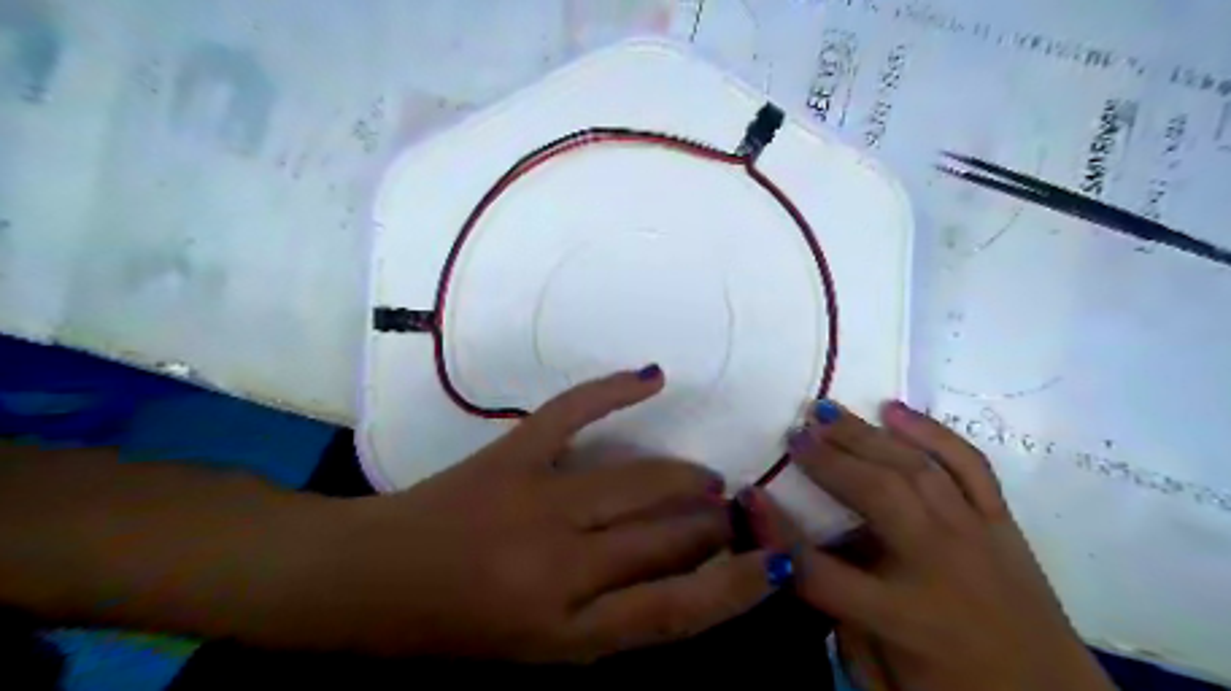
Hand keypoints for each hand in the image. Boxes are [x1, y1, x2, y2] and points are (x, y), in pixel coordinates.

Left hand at [295, 367, 786, 663]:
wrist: (369, 579)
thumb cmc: (453, 629)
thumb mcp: (538, 652)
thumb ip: (611, 617)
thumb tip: (679, 573)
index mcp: (565, 630)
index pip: (675, 609)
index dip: (735, 586)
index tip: (771, 563)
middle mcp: (560, 565)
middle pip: (666, 538)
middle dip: (712, 525)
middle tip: (730, 514)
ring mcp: (536, 500)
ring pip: (638, 482)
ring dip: (684, 478)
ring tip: (706, 480)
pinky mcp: (512, 453)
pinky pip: (574, 412)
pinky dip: (615, 388)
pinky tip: (654, 375)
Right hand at [734, 399, 1122, 689]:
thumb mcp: (884, 679)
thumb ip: (840, 620)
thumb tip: (810, 562)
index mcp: (904, 617)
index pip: (820, 568)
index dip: (776, 531)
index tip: (748, 494)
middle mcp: (939, 566)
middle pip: (875, 495)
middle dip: (827, 460)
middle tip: (794, 433)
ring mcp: (976, 537)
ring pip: (916, 469)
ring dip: (866, 434)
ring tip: (827, 411)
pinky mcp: (1002, 524)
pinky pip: (969, 465)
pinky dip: (932, 432)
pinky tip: (895, 409)